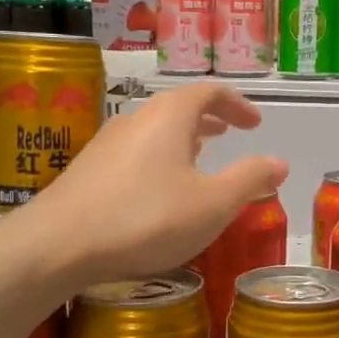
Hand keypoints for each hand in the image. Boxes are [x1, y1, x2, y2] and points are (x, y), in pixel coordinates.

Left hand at [31, 83, 287, 286]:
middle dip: (209, 118)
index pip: (209, 93)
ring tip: (199, 155)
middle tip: (230, 133)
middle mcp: (137, 118)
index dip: (237, 104)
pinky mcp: (88, 169)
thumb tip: (280, 162)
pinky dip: (159, 156)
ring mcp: (107, 143)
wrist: (57, 244)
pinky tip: (159, 188)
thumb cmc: (146, 218)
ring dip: (183, 138)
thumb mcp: (213, 204)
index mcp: (170, 116)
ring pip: (155, 129)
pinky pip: (136, 150)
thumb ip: (250, 180)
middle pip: (179, 107)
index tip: (255, 122)